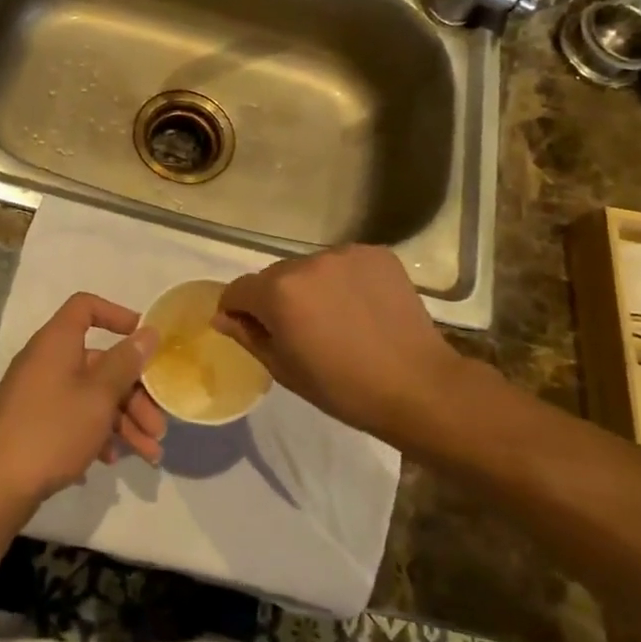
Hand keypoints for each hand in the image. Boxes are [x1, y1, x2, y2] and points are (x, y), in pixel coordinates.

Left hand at [0, 293, 167, 503]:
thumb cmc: (53, 429)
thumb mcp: (98, 396)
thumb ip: (126, 362)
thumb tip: (148, 332)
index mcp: (57, 342)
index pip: (86, 307)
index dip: (118, 316)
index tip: (145, 340)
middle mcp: (47, 361)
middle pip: (100, 362)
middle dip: (135, 393)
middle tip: (158, 426)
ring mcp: (39, 394)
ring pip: (92, 395)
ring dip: (124, 420)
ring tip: (149, 455)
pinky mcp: (36, 424)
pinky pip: (74, 418)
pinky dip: (97, 433)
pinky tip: (112, 460)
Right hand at [213, 246, 467, 439]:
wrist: (417, 386)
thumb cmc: (342, 388)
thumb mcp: (284, 369)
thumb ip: (248, 335)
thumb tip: (222, 316)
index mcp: (278, 292)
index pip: (238, 289)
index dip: (237, 309)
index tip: (249, 328)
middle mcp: (306, 262)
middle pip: (275, 276)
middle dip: (277, 298)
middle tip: (300, 330)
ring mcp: (344, 254)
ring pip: (311, 268)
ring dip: (312, 287)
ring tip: (336, 319)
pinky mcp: (376, 253)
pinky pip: (344, 263)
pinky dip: (344, 280)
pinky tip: (361, 307)